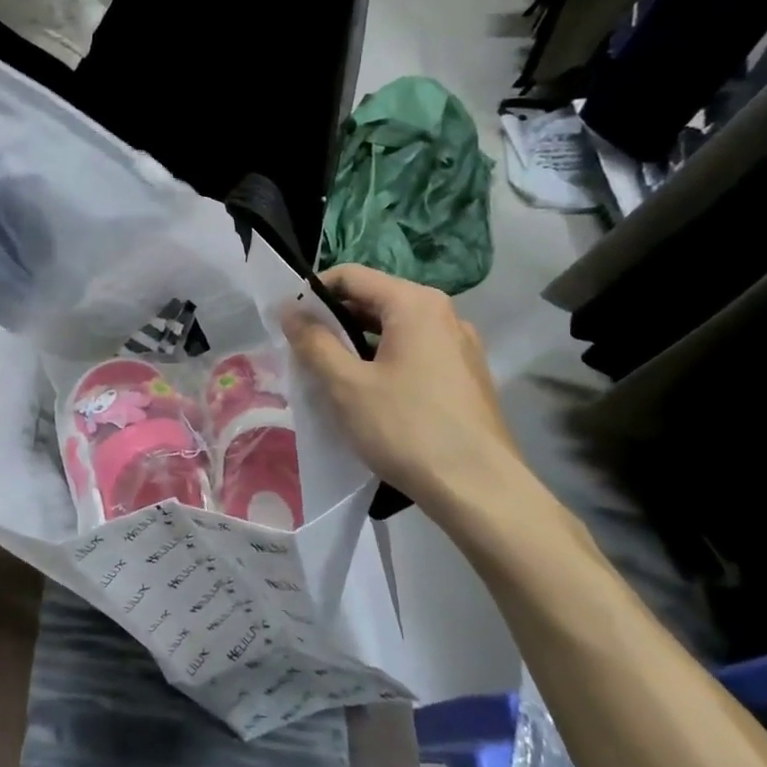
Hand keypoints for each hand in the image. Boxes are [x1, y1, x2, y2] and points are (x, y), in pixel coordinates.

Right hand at [282, 265, 529, 532]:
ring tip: (332, 376)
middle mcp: (444, 314)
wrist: (480, 490)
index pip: (351, 276)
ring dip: (358, 344)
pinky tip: (371, 396)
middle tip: (304, 352)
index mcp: (415, 304)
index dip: (312, 292)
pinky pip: (416, 353)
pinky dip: (386, 362)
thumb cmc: (406, 429)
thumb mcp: (346, 384)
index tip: (287, 321)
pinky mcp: (467, 376)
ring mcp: (461, 346)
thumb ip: (313, 341)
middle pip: (375, 300)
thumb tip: (289, 309)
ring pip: (395, 330)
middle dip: (335, 320)